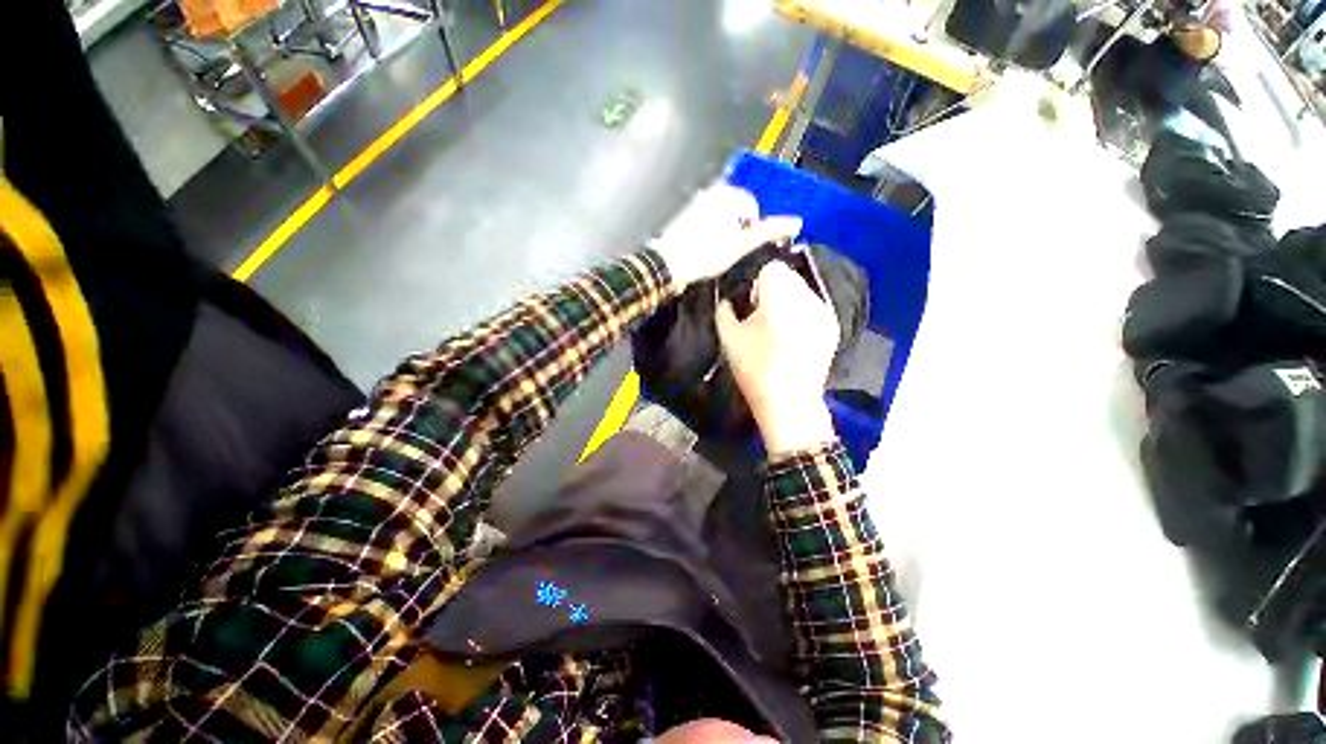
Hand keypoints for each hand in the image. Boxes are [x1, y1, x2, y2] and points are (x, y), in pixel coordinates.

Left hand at [650, 184, 801, 289]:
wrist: (666, 266)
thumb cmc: (704, 254)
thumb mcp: (741, 244)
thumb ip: (768, 231)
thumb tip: (795, 222)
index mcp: (724, 193)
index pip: (753, 203)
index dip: (755, 225)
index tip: (748, 243)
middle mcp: (709, 194)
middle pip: (737, 209)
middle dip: (741, 228)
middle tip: (735, 249)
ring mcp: (695, 206)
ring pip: (723, 217)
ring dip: (728, 232)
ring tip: (720, 253)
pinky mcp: (685, 220)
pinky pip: (708, 223)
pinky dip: (714, 235)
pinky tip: (708, 250)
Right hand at [716, 259, 839, 455]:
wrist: (789, 402)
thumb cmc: (754, 369)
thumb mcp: (728, 338)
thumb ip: (724, 310)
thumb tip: (730, 299)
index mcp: (779, 298)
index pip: (772, 267)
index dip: (758, 283)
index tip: (752, 304)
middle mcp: (806, 298)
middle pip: (789, 276)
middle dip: (774, 289)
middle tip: (764, 317)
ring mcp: (823, 312)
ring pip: (803, 290)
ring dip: (789, 300)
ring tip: (780, 328)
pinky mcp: (832, 326)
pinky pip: (814, 307)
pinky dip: (803, 314)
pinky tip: (795, 337)